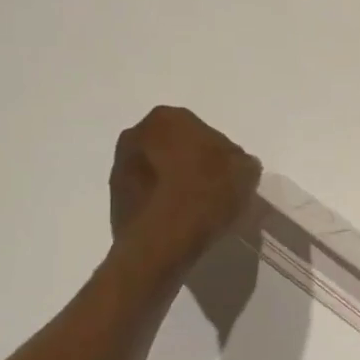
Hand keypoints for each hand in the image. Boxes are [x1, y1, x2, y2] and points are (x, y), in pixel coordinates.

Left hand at [110, 107, 260, 265]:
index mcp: (170, 118)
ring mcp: (120, 165)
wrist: (161, 241)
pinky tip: (175, 223)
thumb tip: (234, 166)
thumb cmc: (205, 197)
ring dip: (173, 184)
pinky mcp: (114, 196)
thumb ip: (242, 162)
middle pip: (176, 149)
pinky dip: (160, 203)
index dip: (221, 158)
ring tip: (193, 212)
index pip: (205, 134)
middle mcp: (138, 133)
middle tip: (212, 193)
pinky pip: (146, 194)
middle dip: (192, 166)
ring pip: (158, 170)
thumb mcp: (245, 174)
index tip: (230, 180)